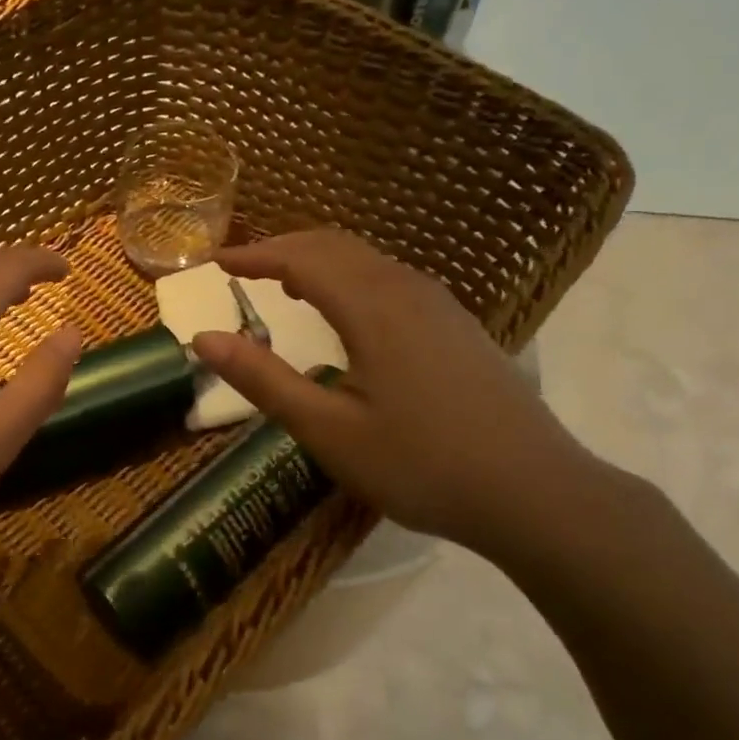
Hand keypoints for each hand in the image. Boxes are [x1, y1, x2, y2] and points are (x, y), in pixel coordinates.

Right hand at [189, 229, 600, 562]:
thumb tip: (204, 338)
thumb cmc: (420, 465)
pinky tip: (347, 312)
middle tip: (243, 269)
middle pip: (335, 247)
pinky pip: (391, 279)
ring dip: (319, 261)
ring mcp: (440, 305)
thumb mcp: (328, 431)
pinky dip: (351, 278)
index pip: (301, 258)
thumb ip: (264, 380)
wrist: (534, 492)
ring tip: (284, 283)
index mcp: (372, 307)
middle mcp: (407, 289)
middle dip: (283, 249)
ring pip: (368, 260)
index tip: (216, 262)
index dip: (254, 256)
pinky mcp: (458, 326)